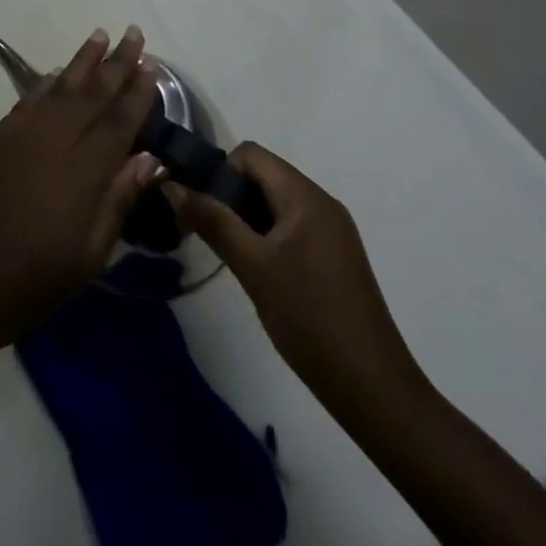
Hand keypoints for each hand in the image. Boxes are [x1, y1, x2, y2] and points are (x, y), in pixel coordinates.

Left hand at [0, 27, 160, 361]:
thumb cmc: (30, 283)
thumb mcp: (88, 258)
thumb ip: (118, 202)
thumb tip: (149, 158)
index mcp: (82, 172)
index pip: (118, 122)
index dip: (138, 94)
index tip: (153, 67)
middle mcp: (52, 141)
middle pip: (91, 93)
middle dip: (115, 63)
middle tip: (133, 33)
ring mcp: (19, 135)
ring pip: (58, 87)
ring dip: (82, 60)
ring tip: (100, 36)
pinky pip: (30, 99)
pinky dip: (47, 82)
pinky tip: (57, 73)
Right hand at [165, 143, 421, 406]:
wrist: (373, 390)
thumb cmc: (309, 318)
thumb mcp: (251, 266)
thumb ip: (211, 220)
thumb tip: (172, 184)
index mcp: (305, 196)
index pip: (250, 154)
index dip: (220, 172)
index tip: (203, 209)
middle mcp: (322, 203)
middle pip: (263, 175)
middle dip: (231, 196)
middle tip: (211, 234)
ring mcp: (332, 231)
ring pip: (276, 203)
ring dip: (247, 218)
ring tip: (232, 256)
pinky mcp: (336, 257)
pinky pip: (292, 226)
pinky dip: (268, 237)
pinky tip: (260, 273)